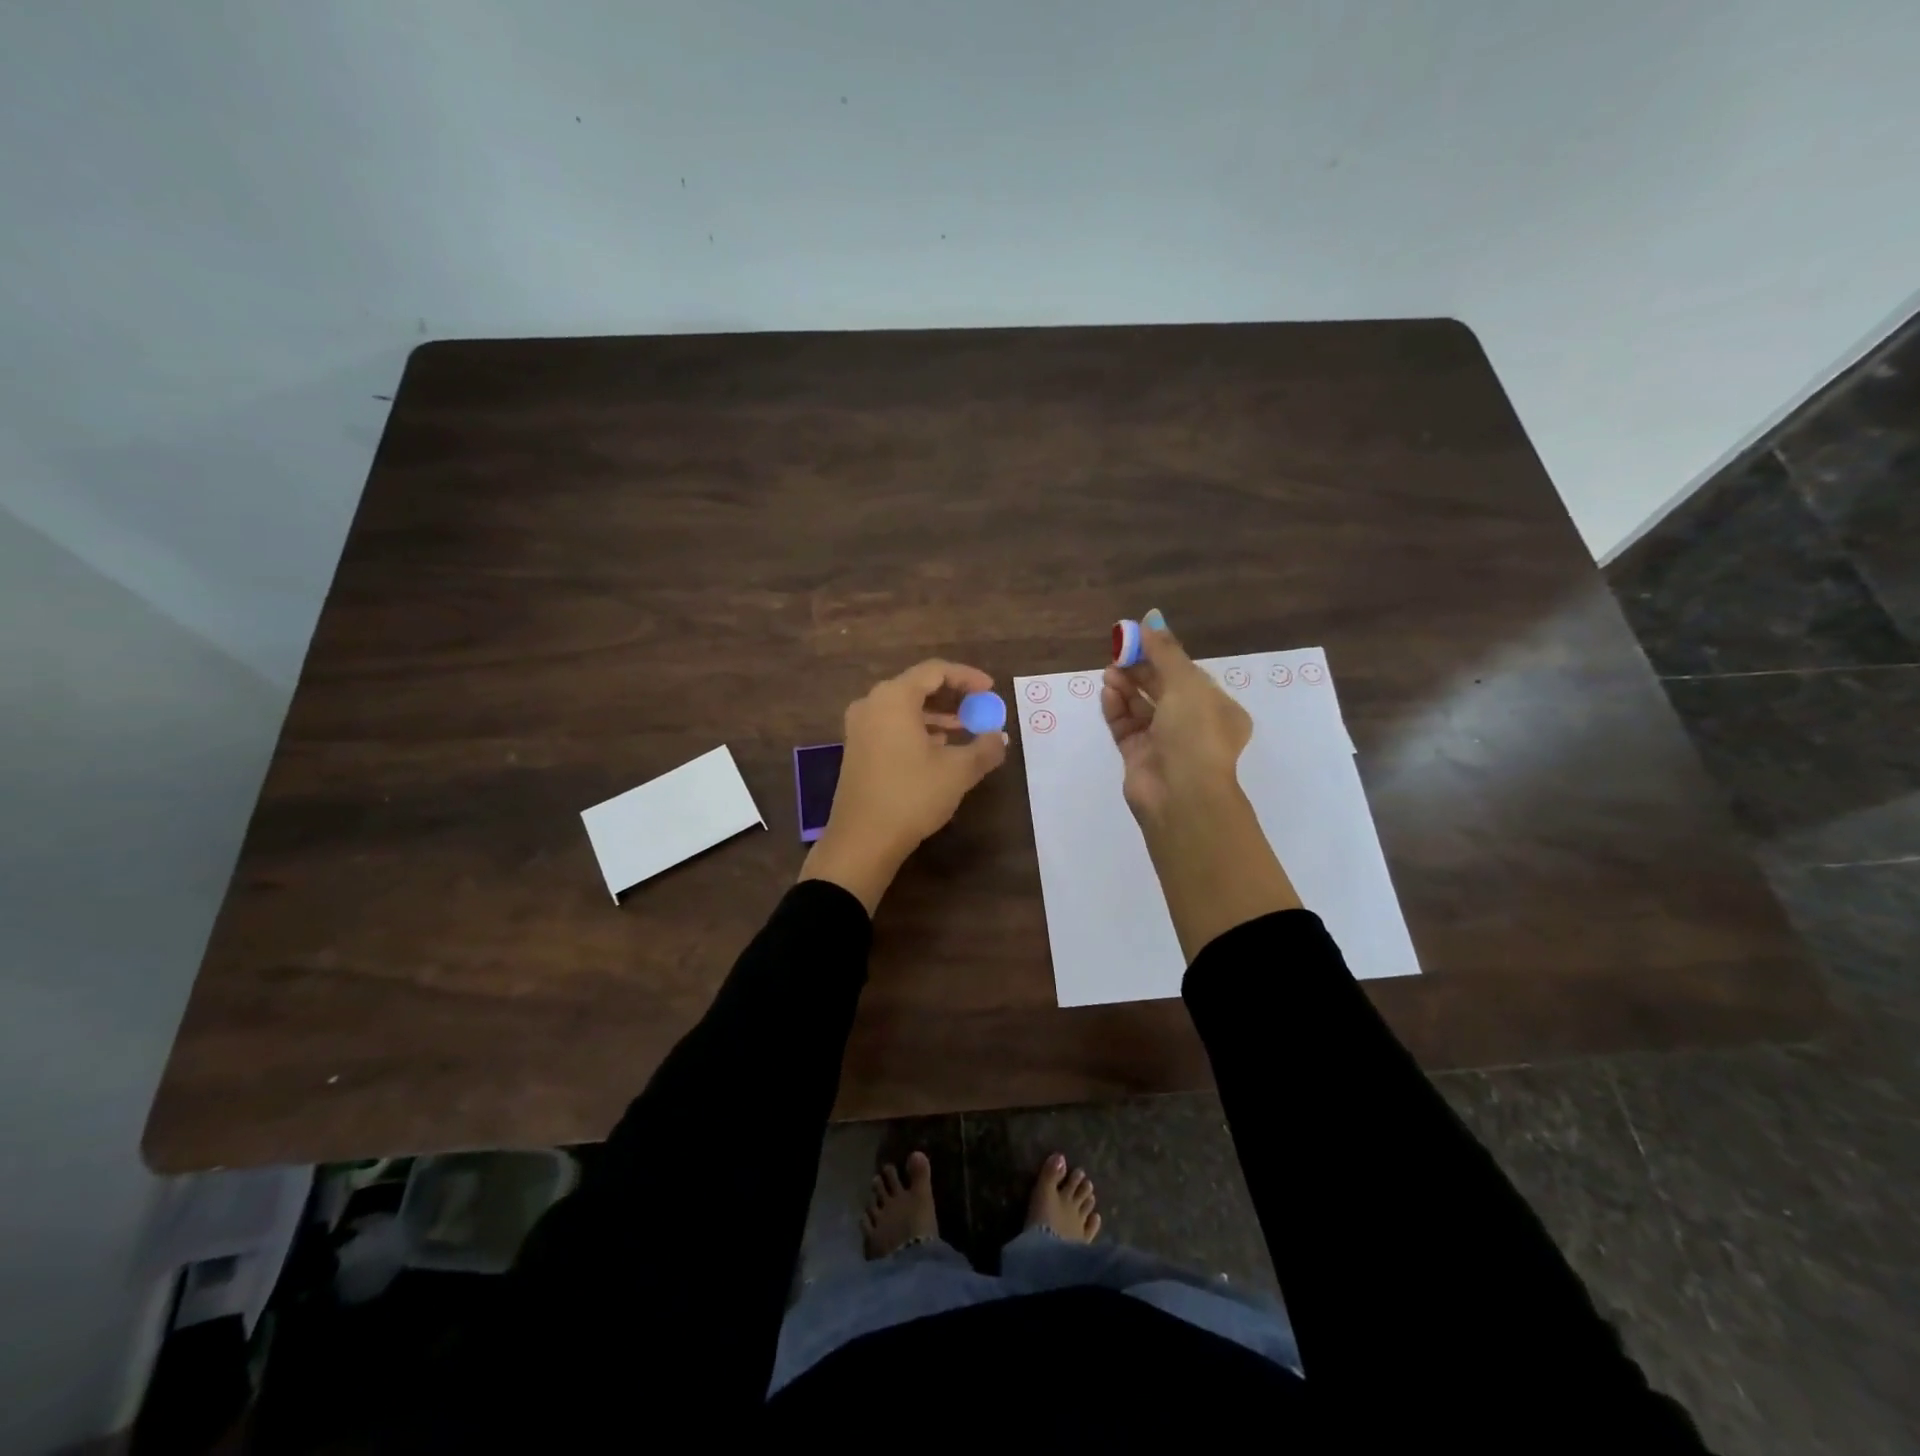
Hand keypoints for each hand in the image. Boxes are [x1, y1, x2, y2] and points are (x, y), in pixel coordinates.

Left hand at [799, 659, 1008, 912]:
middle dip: (952, 696)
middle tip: (979, 708)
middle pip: (917, 686)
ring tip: (964, 730)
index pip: (935, 671)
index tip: (991, 690)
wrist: (862, 840)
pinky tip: (938, 749)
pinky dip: (917, 729)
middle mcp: (872, 704)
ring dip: (936, 715)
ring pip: (904, 708)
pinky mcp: (857, 749)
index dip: (967, 677)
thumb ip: (984, 748)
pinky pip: (892, 725)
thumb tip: (1000, 738)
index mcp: (894, 698)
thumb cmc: (911, 796)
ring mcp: (860, 727)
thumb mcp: (958, 771)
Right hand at [1101, 609, 1251, 823]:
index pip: (1186, 674)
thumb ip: (1164, 651)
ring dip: (1125, 686)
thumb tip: (1150, 617)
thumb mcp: (1186, 684)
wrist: (1181, 794)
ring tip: (1109, 672)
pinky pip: (1125, 726)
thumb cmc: (1195, 733)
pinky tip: (1107, 693)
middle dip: (1139, 669)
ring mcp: (1164, 742)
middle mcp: (1193, 725)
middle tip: (1117, 651)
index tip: (1138, 637)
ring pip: (1140, 707)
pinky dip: (1116, 708)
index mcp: (1217, 708)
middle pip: (1161, 688)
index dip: (1162, 654)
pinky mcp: (1139, 757)